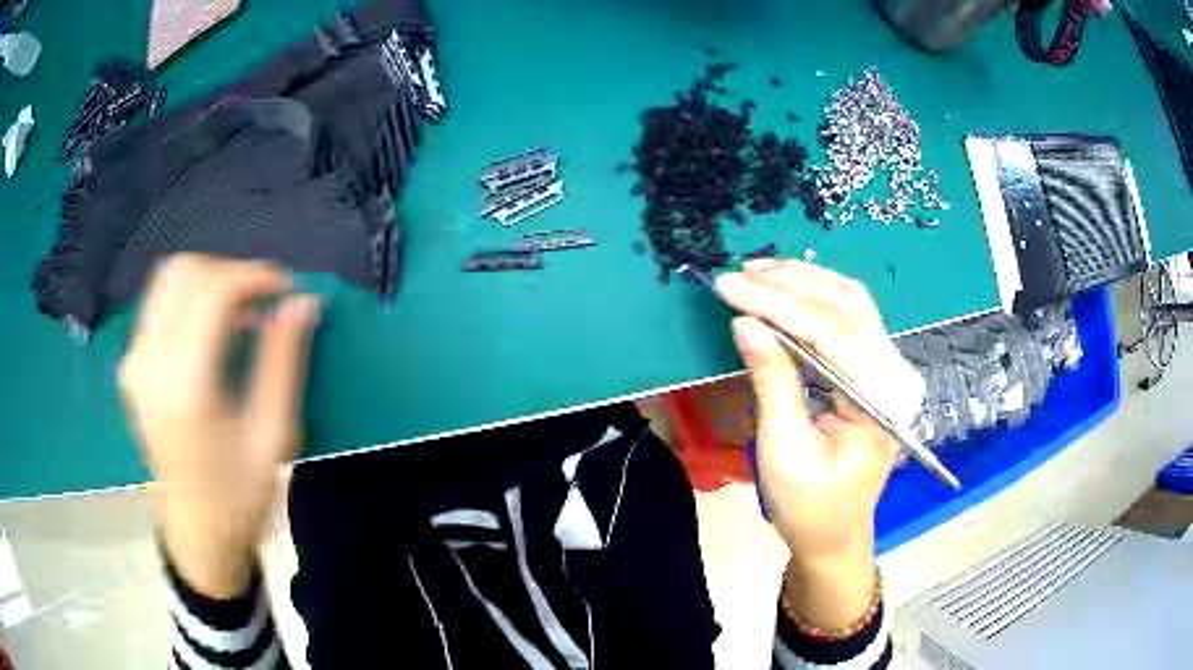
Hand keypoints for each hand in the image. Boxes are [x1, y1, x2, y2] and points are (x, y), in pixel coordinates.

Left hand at [120, 254, 319, 598]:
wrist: (196, 535)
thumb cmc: (239, 496)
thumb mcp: (273, 437)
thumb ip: (284, 362)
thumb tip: (302, 301)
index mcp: (184, 385)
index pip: (213, 290)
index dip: (254, 276)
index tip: (286, 289)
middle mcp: (149, 363)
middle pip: (185, 272)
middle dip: (230, 272)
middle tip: (264, 301)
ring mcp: (134, 363)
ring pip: (169, 280)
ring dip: (210, 282)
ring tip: (242, 314)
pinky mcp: (131, 367)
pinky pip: (159, 305)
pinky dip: (191, 301)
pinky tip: (213, 331)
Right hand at [715, 259, 923, 629]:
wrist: (836, 535)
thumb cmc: (809, 508)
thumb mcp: (784, 452)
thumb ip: (772, 383)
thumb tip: (745, 323)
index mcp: (881, 402)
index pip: (830, 332)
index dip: (777, 303)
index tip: (727, 286)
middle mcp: (896, 376)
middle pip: (846, 306)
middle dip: (788, 284)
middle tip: (737, 274)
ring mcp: (891, 369)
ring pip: (851, 302)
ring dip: (803, 281)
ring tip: (756, 272)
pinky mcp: (878, 369)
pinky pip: (850, 317)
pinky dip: (815, 297)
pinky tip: (785, 288)